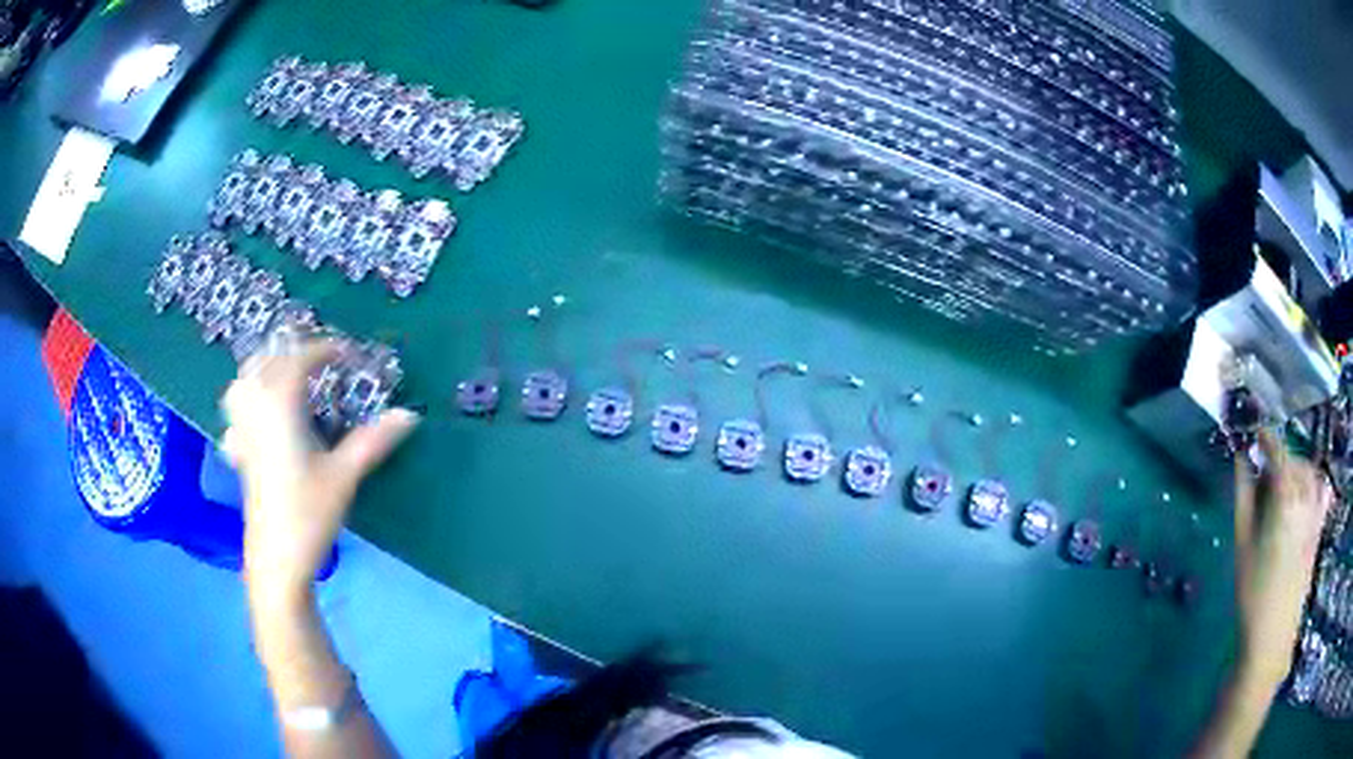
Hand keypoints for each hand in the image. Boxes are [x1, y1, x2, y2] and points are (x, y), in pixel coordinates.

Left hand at [220, 340, 419, 607]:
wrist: (276, 558)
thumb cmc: (309, 514)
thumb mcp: (345, 475)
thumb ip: (374, 440)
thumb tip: (409, 413)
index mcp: (280, 406)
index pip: (299, 360)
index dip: (324, 349)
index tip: (348, 352)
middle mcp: (256, 408)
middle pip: (268, 361)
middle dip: (295, 352)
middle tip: (323, 362)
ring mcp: (242, 429)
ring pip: (246, 379)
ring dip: (267, 367)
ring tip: (289, 375)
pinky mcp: (238, 451)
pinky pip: (235, 408)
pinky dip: (247, 396)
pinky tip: (260, 410)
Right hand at [1233, 428, 1332, 688]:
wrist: (1273, 634)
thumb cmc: (1253, 591)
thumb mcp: (1242, 545)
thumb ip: (1243, 497)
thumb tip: (1241, 459)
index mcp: (1285, 497)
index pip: (1278, 452)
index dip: (1267, 438)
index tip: (1256, 432)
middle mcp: (1305, 496)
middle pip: (1293, 463)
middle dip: (1278, 464)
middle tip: (1260, 485)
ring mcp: (1316, 511)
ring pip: (1308, 473)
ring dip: (1295, 472)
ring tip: (1280, 492)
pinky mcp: (1320, 527)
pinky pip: (1321, 490)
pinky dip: (1313, 483)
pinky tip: (1304, 494)